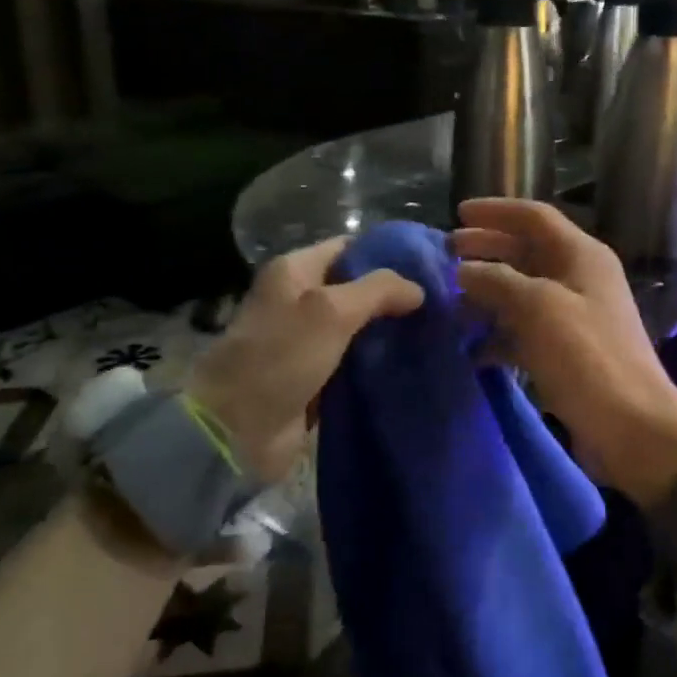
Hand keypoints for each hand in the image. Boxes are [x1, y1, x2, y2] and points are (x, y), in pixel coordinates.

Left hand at [188, 237, 423, 483]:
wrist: (236, 428)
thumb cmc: (280, 356)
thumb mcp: (330, 310)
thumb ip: (377, 290)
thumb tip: (418, 289)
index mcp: (295, 271)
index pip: (349, 248)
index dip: (387, 254)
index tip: (430, 267)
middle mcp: (300, 301)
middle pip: (357, 290)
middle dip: (394, 298)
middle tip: (439, 305)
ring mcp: (308, 342)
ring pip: (359, 329)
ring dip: (389, 334)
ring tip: (434, 334)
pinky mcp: (316, 379)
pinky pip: (355, 364)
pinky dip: (378, 365)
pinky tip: (412, 365)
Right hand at [452, 199, 676, 504]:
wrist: (632, 426)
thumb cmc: (587, 357)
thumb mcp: (538, 308)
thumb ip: (497, 280)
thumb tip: (464, 270)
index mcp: (581, 256)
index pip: (534, 217)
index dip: (495, 212)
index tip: (456, 213)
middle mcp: (579, 279)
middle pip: (526, 252)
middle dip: (486, 250)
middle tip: (445, 256)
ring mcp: (573, 317)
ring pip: (522, 293)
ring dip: (487, 295)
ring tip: (449, 304)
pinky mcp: (566, 353)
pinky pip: (525, 332)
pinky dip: (498, 336)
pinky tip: (471, 350)